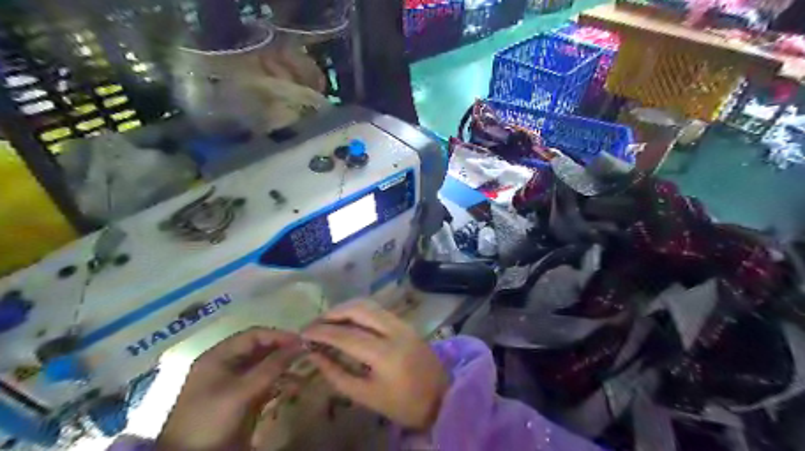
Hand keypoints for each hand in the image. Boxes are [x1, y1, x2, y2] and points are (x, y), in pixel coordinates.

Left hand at [156, 328, 301, 449]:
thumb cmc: (211, 418)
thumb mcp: (241, 391)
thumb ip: (272, 366)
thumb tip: (300, 345)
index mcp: (219, 356)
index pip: (254, 335)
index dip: (279, 336)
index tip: (302, 341)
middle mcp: (226, 364)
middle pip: (260, 349)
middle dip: (283, 351)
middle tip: (306, 354)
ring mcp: (232, 383)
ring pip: (263, 366)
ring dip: (283, 368)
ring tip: (303, 371)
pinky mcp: (239, 399)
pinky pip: (263, 384)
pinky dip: (278, 383)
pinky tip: (293, 387)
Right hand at [304, 300, 450, 430]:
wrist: (442, 397)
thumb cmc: (402, 404)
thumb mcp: (366, 396)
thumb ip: (337, 374)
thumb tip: (314, 354)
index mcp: (384, 354)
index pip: (345, 335)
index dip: (321, 331)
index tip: (303, 332)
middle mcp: (394, 331)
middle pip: (358, 309)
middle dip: (333, 313)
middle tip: (315, 324)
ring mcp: (403, 323)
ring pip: (369, 305)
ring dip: (346, 309)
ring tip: (328, 321)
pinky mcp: (407, 322)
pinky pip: (378, 310)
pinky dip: (360, 311)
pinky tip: (349, 321)